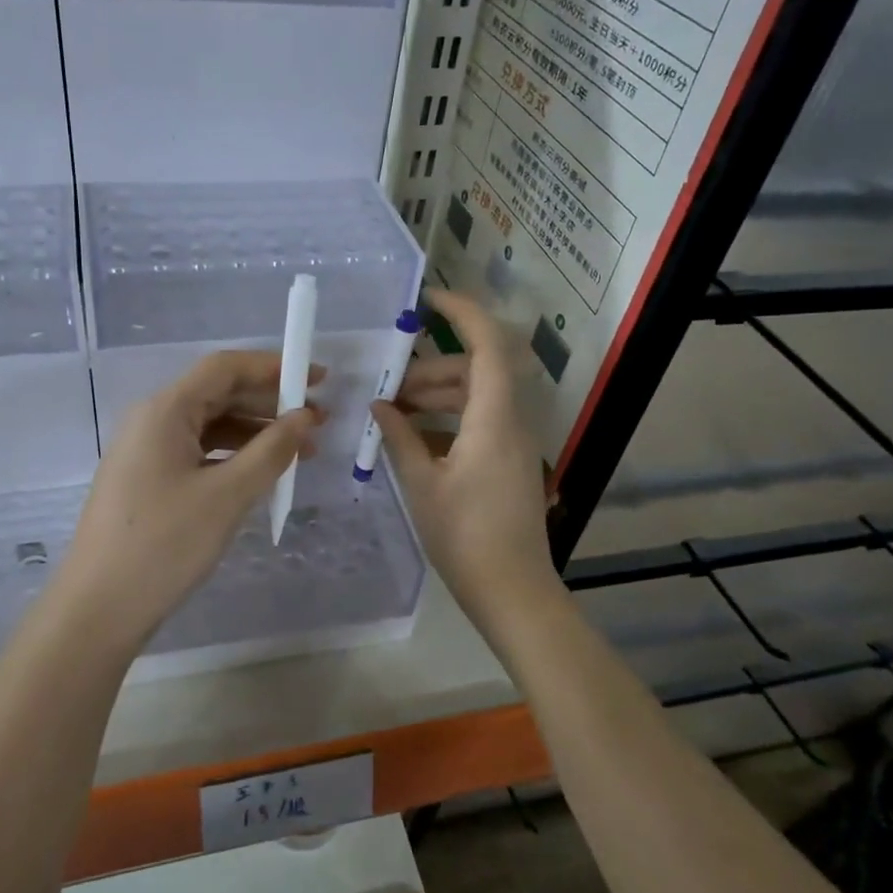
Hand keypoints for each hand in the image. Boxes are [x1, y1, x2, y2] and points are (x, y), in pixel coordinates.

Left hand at [52, 351, 322, 647]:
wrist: (98, 609)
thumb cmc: (164, 544)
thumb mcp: (227, 496)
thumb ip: (271, 451)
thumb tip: (305, 417)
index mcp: (165, 410)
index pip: (224, 368)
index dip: (274, 367)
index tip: (319, 379)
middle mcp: (153, 421)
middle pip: (218, 394)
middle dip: (270, 403)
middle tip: (319, 421)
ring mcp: (147, 452)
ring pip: (210, 426)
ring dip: (256, 433)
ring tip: (302, 452)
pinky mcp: (148, 481)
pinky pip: (199, 453)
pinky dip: (234, 457)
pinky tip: (262, 474)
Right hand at [371, 289, 561, 628]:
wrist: (513, 592)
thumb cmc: (466, 537)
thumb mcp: (422, 485)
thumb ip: (398, 438)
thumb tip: (379, 405)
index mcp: (493, 419)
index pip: (487, 345)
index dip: (462, 313)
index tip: (427, 301)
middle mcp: (511, 422)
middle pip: (476, 372)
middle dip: (431, 369)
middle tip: (388, 383)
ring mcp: (513, 444)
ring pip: (476, 398)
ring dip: (437, 396)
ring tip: (392, 410)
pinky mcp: (509, 464)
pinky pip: (479, 424)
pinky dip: (447, 422)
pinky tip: (411, 439)